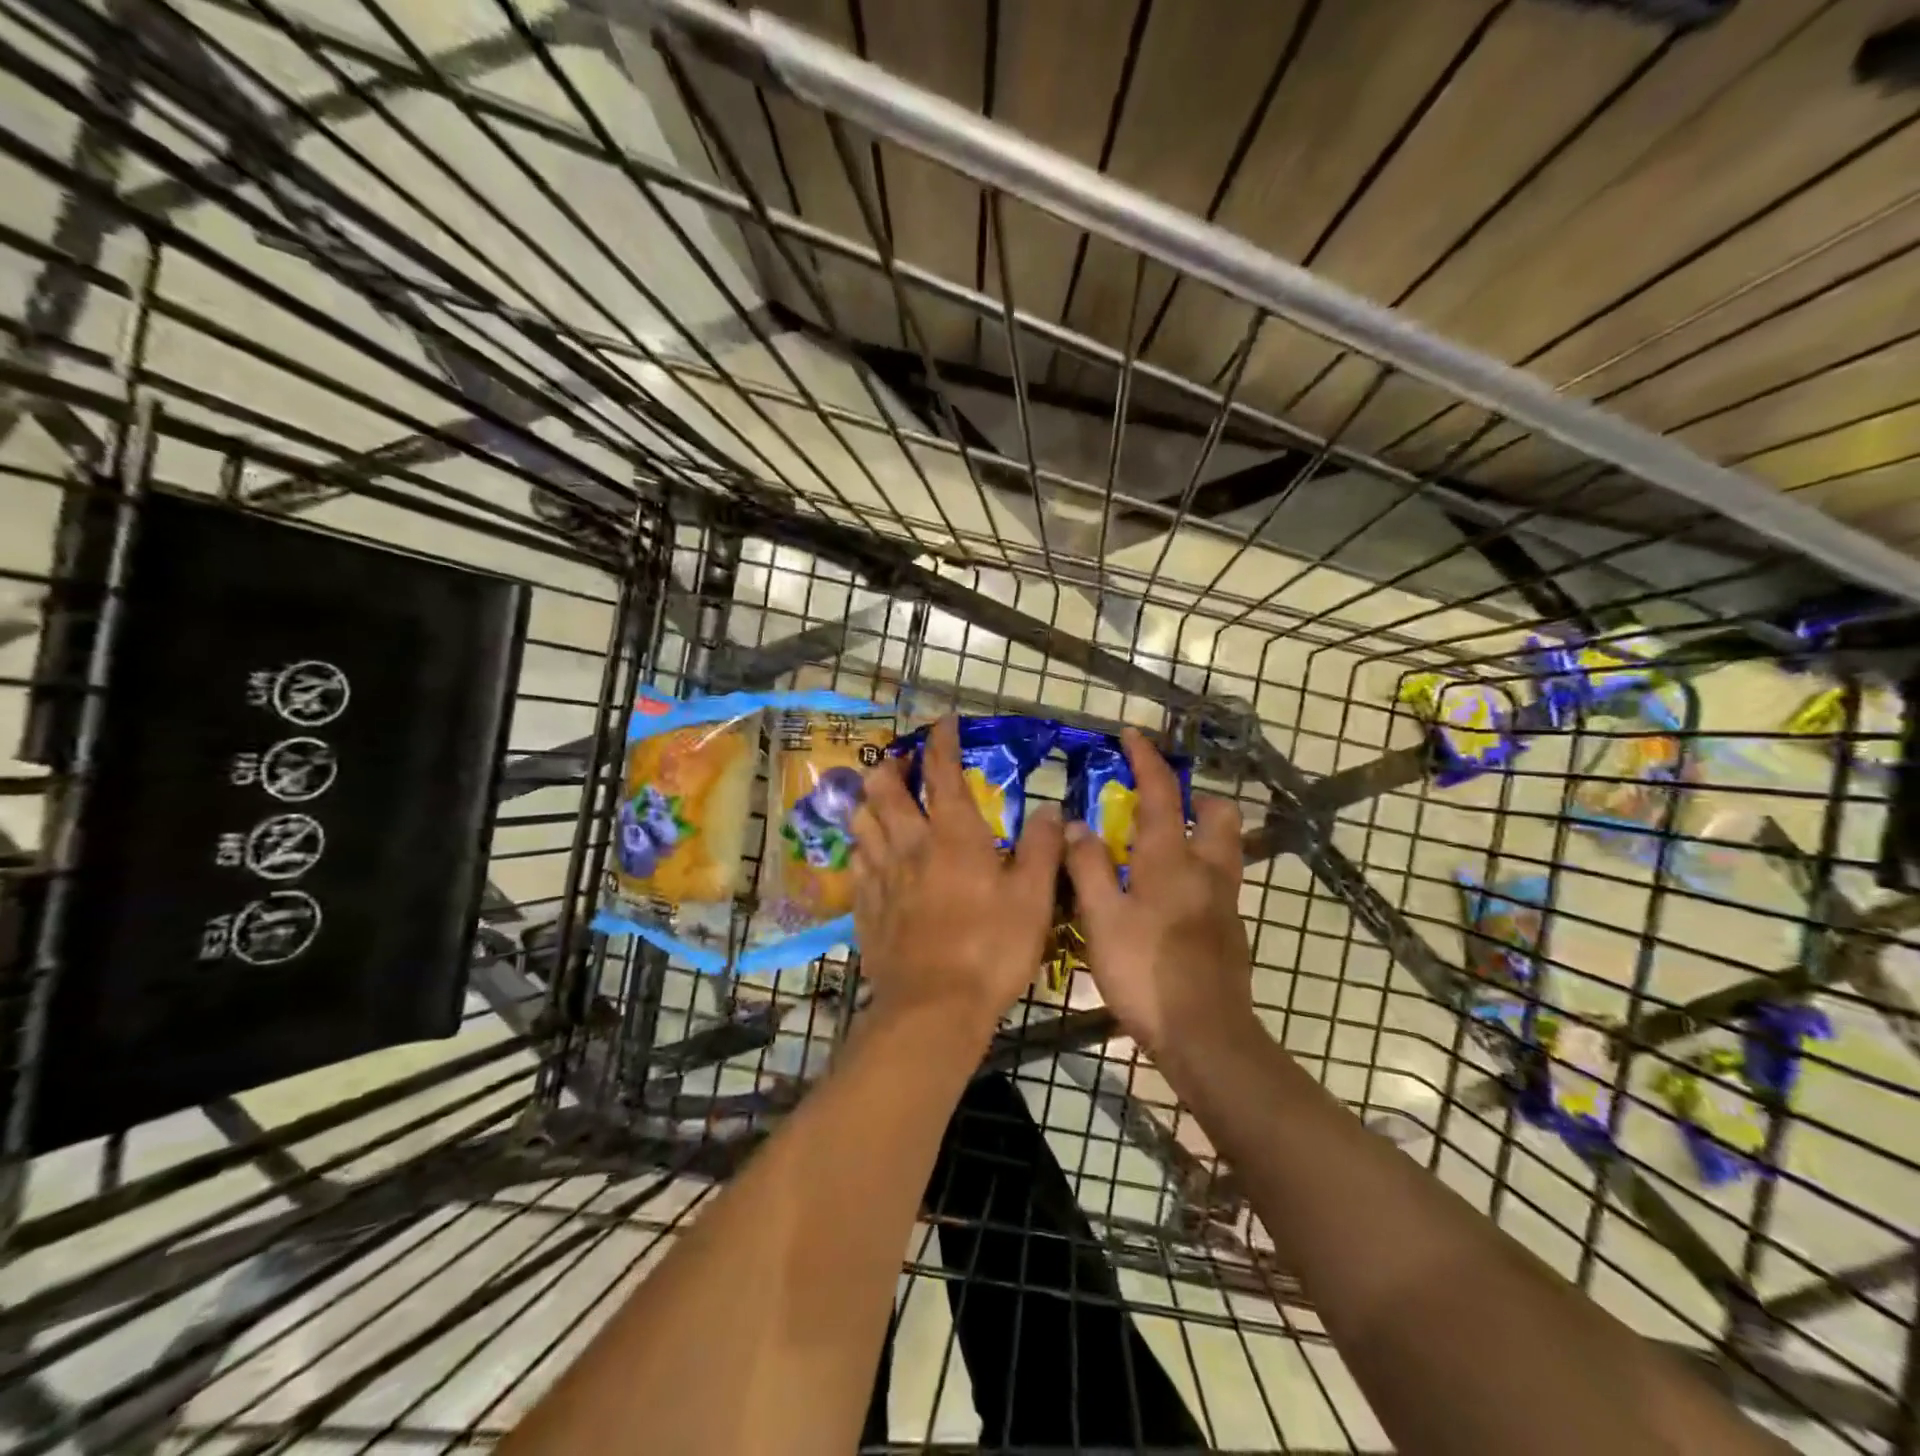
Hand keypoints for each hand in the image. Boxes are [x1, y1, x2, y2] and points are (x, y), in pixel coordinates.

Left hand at [851, 716, 1062, 1034]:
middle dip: (891, 766)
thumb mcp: (1033, 898)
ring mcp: (881, 876)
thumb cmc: (991, 948)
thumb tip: (1051, 810)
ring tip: (878, 798)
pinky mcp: (865, 908)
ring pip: (862, 822)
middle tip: (900, 760)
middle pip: (885, 790)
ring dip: (868, 801)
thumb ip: (1042, 849)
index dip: (941, 742)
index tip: (942, 722)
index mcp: (953, 836)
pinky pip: (857, 863)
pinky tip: (869, 854)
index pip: (942, 774)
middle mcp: (910, 845)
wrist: (933, 1007)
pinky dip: (863, 847)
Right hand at [1064, 729, 1253, 1056]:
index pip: (1162, 794)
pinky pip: (1217, 880)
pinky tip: (1165, 896)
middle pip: (1219, 814)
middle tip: (1159, 806)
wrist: (1205, 1036)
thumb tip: (1076, 825)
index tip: (1132, 735)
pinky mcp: (1229, 930)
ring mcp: (1225, 901)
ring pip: (1223, 847)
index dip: (1146, 760)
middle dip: (1195, 797)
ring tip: (1159, 847)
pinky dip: (1196, 868)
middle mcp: (1207, 870)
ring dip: (1199, 832)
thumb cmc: (1146, 971)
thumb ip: (1088, 866)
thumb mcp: (1102, 917)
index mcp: (1173, 859)